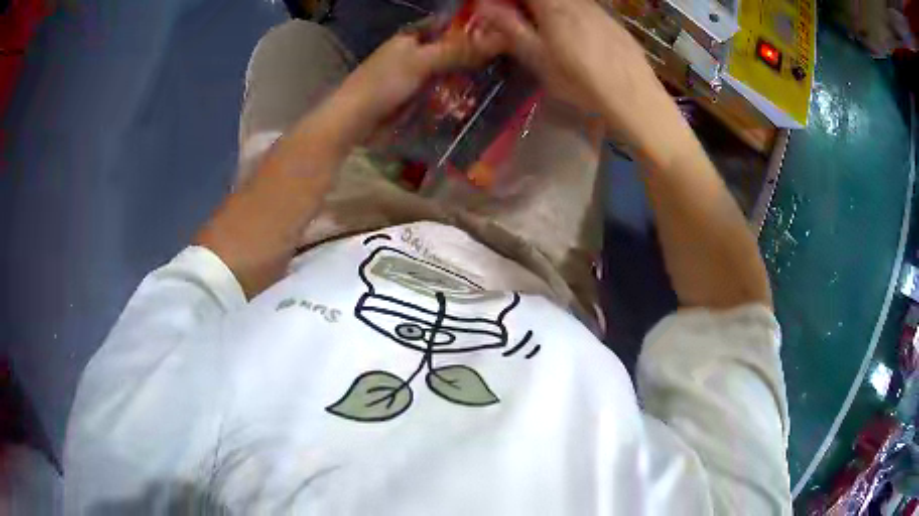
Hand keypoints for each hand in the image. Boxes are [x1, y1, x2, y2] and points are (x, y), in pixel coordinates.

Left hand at [320, 24, 504, 146]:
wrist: (355, 121)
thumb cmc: (383, 84)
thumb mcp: (422, 62)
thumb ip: (457, 51)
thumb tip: (499, 38)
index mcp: (411, 36)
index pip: (447, 24)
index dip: (471, 28)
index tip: (501, 33)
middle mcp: (413, 52)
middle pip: (450, 48)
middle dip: (473, 54)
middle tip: (505, 60)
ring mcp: (414, 75)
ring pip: (447, 70)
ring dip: (466, 75)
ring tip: (498, 78)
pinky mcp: (414, 96)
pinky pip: (440, 90)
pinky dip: (454, 93)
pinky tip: (475, 97)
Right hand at [473, 0, 671, 148]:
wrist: (635, 98)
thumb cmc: (581, 82)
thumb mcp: (539, 59)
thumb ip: (511, 27)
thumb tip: (485, 6)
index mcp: (553, 6)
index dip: (511, 2)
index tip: (501, 11)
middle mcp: (576, 1)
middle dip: (529, 7)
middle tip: (521, 24)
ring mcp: (598, 9)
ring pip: (566, 2)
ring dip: (550, 10)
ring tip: (547, 32)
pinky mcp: (613, 22)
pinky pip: (584, 8)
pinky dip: (571, 15)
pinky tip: (577, 39)